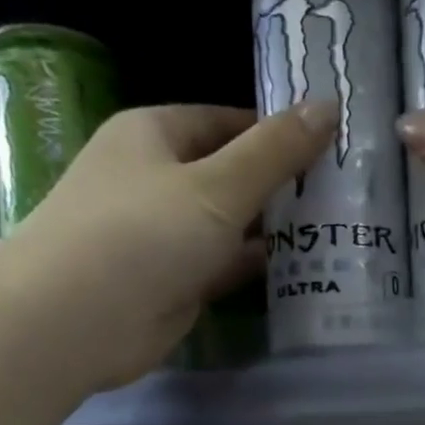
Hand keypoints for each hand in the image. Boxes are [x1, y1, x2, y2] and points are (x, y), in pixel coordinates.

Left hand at [6, 101, 333, 385]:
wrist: (75, 319)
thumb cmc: (142, 233)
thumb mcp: (219, 184)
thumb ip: (276, 151)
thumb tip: (330, 104)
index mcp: (155, 135)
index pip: (228, 122)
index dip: (279, 133)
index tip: (334, 149)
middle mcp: (158, 179)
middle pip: (233, 174)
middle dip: (285, 184)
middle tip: (348, 194)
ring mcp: (166, 234)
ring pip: (233, 223)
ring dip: (277, 229)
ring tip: (341, 230)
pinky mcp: (176, 280)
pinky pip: (227, 265)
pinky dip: (260, 266)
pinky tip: (308, 269)